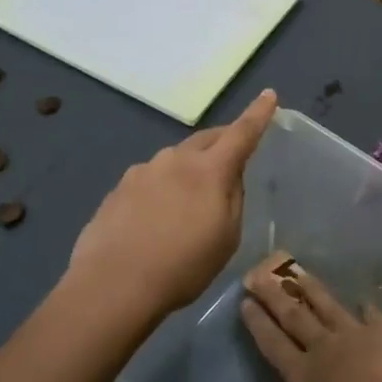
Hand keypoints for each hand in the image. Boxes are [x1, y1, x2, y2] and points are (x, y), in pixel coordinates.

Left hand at [67, 89, 277, 323]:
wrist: (113, 285)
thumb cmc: (182, 266)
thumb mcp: (226, 238)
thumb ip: (233, 199)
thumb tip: (229, 178)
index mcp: (209, 170)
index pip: (241, 134)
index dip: (257, 114)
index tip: (269, 95)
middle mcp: (175, 159)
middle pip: (205, 140)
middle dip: (222, 142)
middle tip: (232, 157)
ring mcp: (142, 171)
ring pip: (175, 160)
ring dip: (188, 169)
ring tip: (188, 203)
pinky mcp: (119, 188)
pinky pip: (151, 179)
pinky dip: (162, 188)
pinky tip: (156, 218)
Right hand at [239, 253, 381, 381]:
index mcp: (302, 372)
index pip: (273, 342)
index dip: (258, 323)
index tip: (246, 302)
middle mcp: (324, 345)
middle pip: (294, 316)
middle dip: (275, 296)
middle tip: (259, 275)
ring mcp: (355, 333)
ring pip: (327, 306)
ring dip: (311, 289)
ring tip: (297, 272)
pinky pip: (372, 315)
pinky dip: (366, 307)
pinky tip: (362, 300)